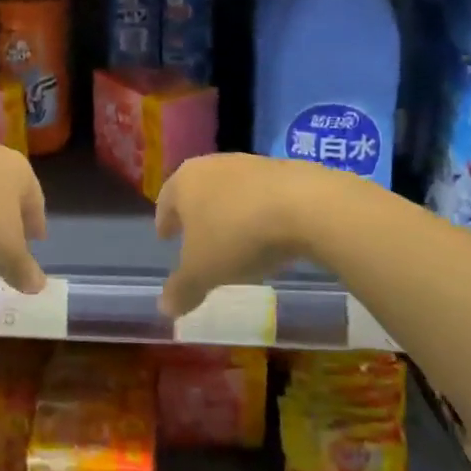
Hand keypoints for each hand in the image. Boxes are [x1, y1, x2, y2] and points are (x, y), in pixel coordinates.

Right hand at [155, 154, 313, 317]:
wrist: (305, 205)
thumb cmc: (238, 236)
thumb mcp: (204, 272)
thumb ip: (182, 289)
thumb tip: (164, 308)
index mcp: (184, 182)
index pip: (165, 201)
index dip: (164, 222)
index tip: (165, 237)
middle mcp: (212, 165)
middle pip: (196, 190)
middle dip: (194, 214)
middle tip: (194, 236)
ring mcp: (249, 163)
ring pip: (229, 189)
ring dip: (227, 211)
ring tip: (233, 237)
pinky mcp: (284, 169)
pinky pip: (260, 193)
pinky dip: (256, 210)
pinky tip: (266, 232)